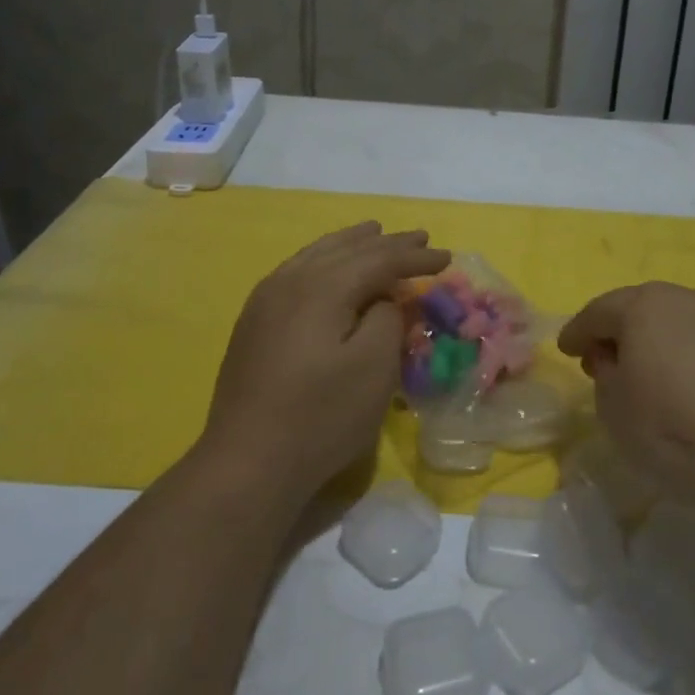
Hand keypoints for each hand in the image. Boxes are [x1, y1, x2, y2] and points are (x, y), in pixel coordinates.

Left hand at [198, 222, 449, 512]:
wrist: (246, 462)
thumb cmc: (320, 416)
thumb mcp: (374, 369)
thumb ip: (387, 319)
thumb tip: (385, 298)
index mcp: (321, 286)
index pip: (379, 259)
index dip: (416, 257)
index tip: (448, 258)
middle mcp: (290, 280)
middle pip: (347, 249)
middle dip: (386, 243)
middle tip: (420, 238)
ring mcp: (266, 299)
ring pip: (317, 254)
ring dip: (352, 244)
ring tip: (374, 232)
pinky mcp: (254, 321)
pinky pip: (298, 270)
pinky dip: (325, 260)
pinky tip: (329, 267)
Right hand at [557, 283, 694, 512]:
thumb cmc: (676, 432)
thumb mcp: (615, 411)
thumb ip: (606, 377)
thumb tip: (618, 361)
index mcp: (647, 307)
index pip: (600, 311)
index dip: (578, 331)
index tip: (566, 349)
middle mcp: (694, 300)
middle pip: (648, 310)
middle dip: (625, 333)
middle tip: (611, 363)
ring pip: (692, 326)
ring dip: (671, 346)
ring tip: (665, 382)